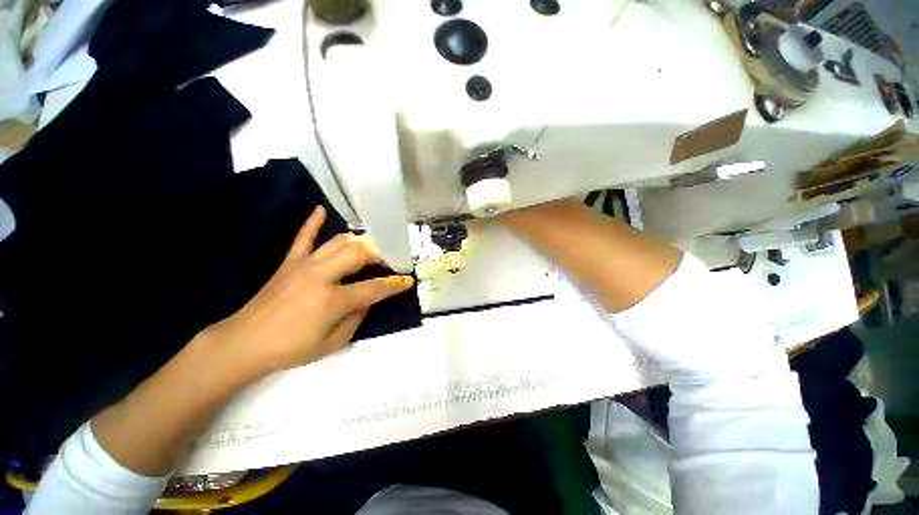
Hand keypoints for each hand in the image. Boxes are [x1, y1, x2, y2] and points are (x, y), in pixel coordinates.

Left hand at [201, 206, 414, 378]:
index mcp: (332, 300)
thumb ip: (357, 317)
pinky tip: (321, 210)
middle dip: (380, 255)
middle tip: (390, 260)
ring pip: (338, 242)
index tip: (408, 280)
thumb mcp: (333, 342)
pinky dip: (313, 222)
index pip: (373, 288)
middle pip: (359, 254)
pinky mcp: (289, 262)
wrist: (243, 343)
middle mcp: (320, 276)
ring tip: (372, 246)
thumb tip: (370, 299)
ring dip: (360, 242)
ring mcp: (303, 265)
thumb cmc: (291, 349)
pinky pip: (303, 237)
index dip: (394, 284)